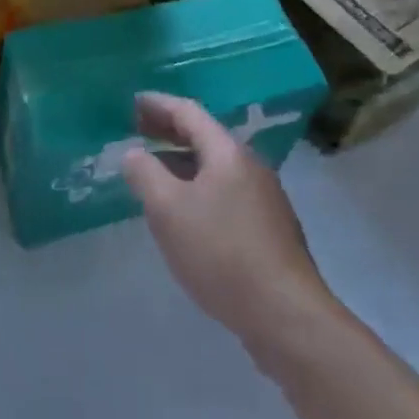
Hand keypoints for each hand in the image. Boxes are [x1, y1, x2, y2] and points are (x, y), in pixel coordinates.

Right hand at [121, 92, 335, 346]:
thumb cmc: (221, 252)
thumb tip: (133, 153)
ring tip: (155, 170)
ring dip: (183, 161)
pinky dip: (198, 186)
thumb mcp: (168, 210)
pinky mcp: (269, 228)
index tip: (133, 103)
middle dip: (169, 131)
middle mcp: (250, 165)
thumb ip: (145, 175)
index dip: (158, 105)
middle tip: (138, 130)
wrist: (285, 314)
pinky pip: (225, 191)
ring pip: (215, 166)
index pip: (188, 113)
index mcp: (227, 152)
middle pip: (204, 136)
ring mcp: (264, 197)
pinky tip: (186, 211)